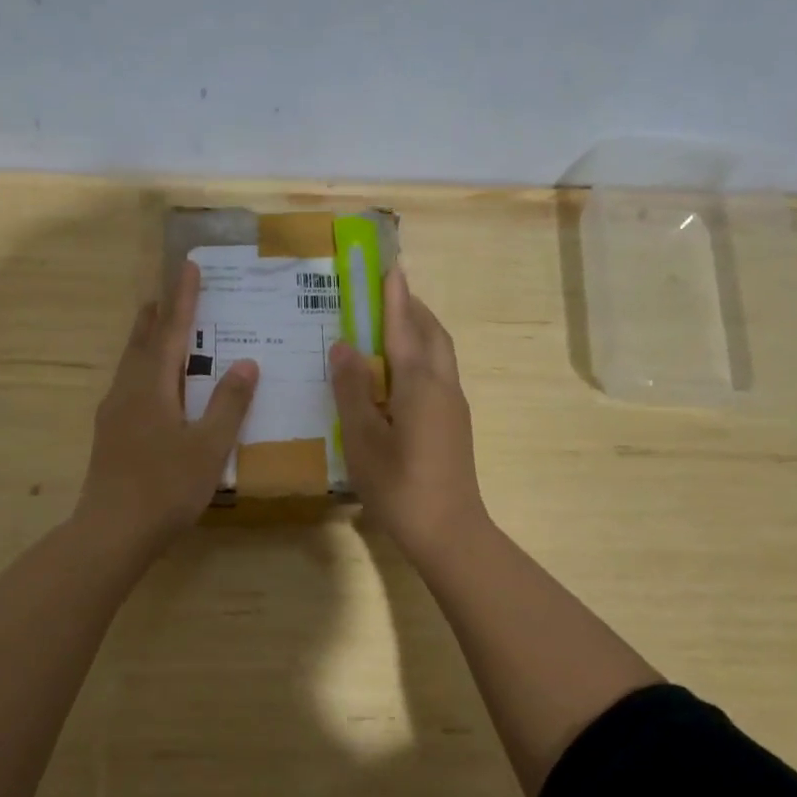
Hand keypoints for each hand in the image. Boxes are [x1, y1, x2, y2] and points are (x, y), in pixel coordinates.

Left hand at [75, 261, 257, 553]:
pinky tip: (155, 387)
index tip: (187, 266)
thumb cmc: (165, 487)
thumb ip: (229, 404)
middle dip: (157, 314)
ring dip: (147, 341)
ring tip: (161, 329)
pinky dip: (145, 369)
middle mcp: (127, 391)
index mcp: (151, 387)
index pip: (170, 331)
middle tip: (169, 291)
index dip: (181, 298)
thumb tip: (246, 363)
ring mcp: (113, 413)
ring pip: (131, 364)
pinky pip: (129, 385)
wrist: (112, 532)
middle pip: (141, 341)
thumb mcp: (208, 447)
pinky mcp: (110, 434)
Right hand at [330, 265, 488, 562]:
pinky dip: (421, 356)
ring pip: (440, 354)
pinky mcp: (453, 424)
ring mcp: (453, 405)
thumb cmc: (399, 485)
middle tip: (386, 292)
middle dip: (412, 308)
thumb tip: (343, 346)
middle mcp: (443, 386)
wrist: (449, 531)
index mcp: (419, 384)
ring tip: (390, 325)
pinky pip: (438, 373)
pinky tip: (398, 372)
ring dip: (420, 330)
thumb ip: (352, 389)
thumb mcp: (362, 438)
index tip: (389, 265)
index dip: (395, 295)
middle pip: (432, 333)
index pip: (406, 326)